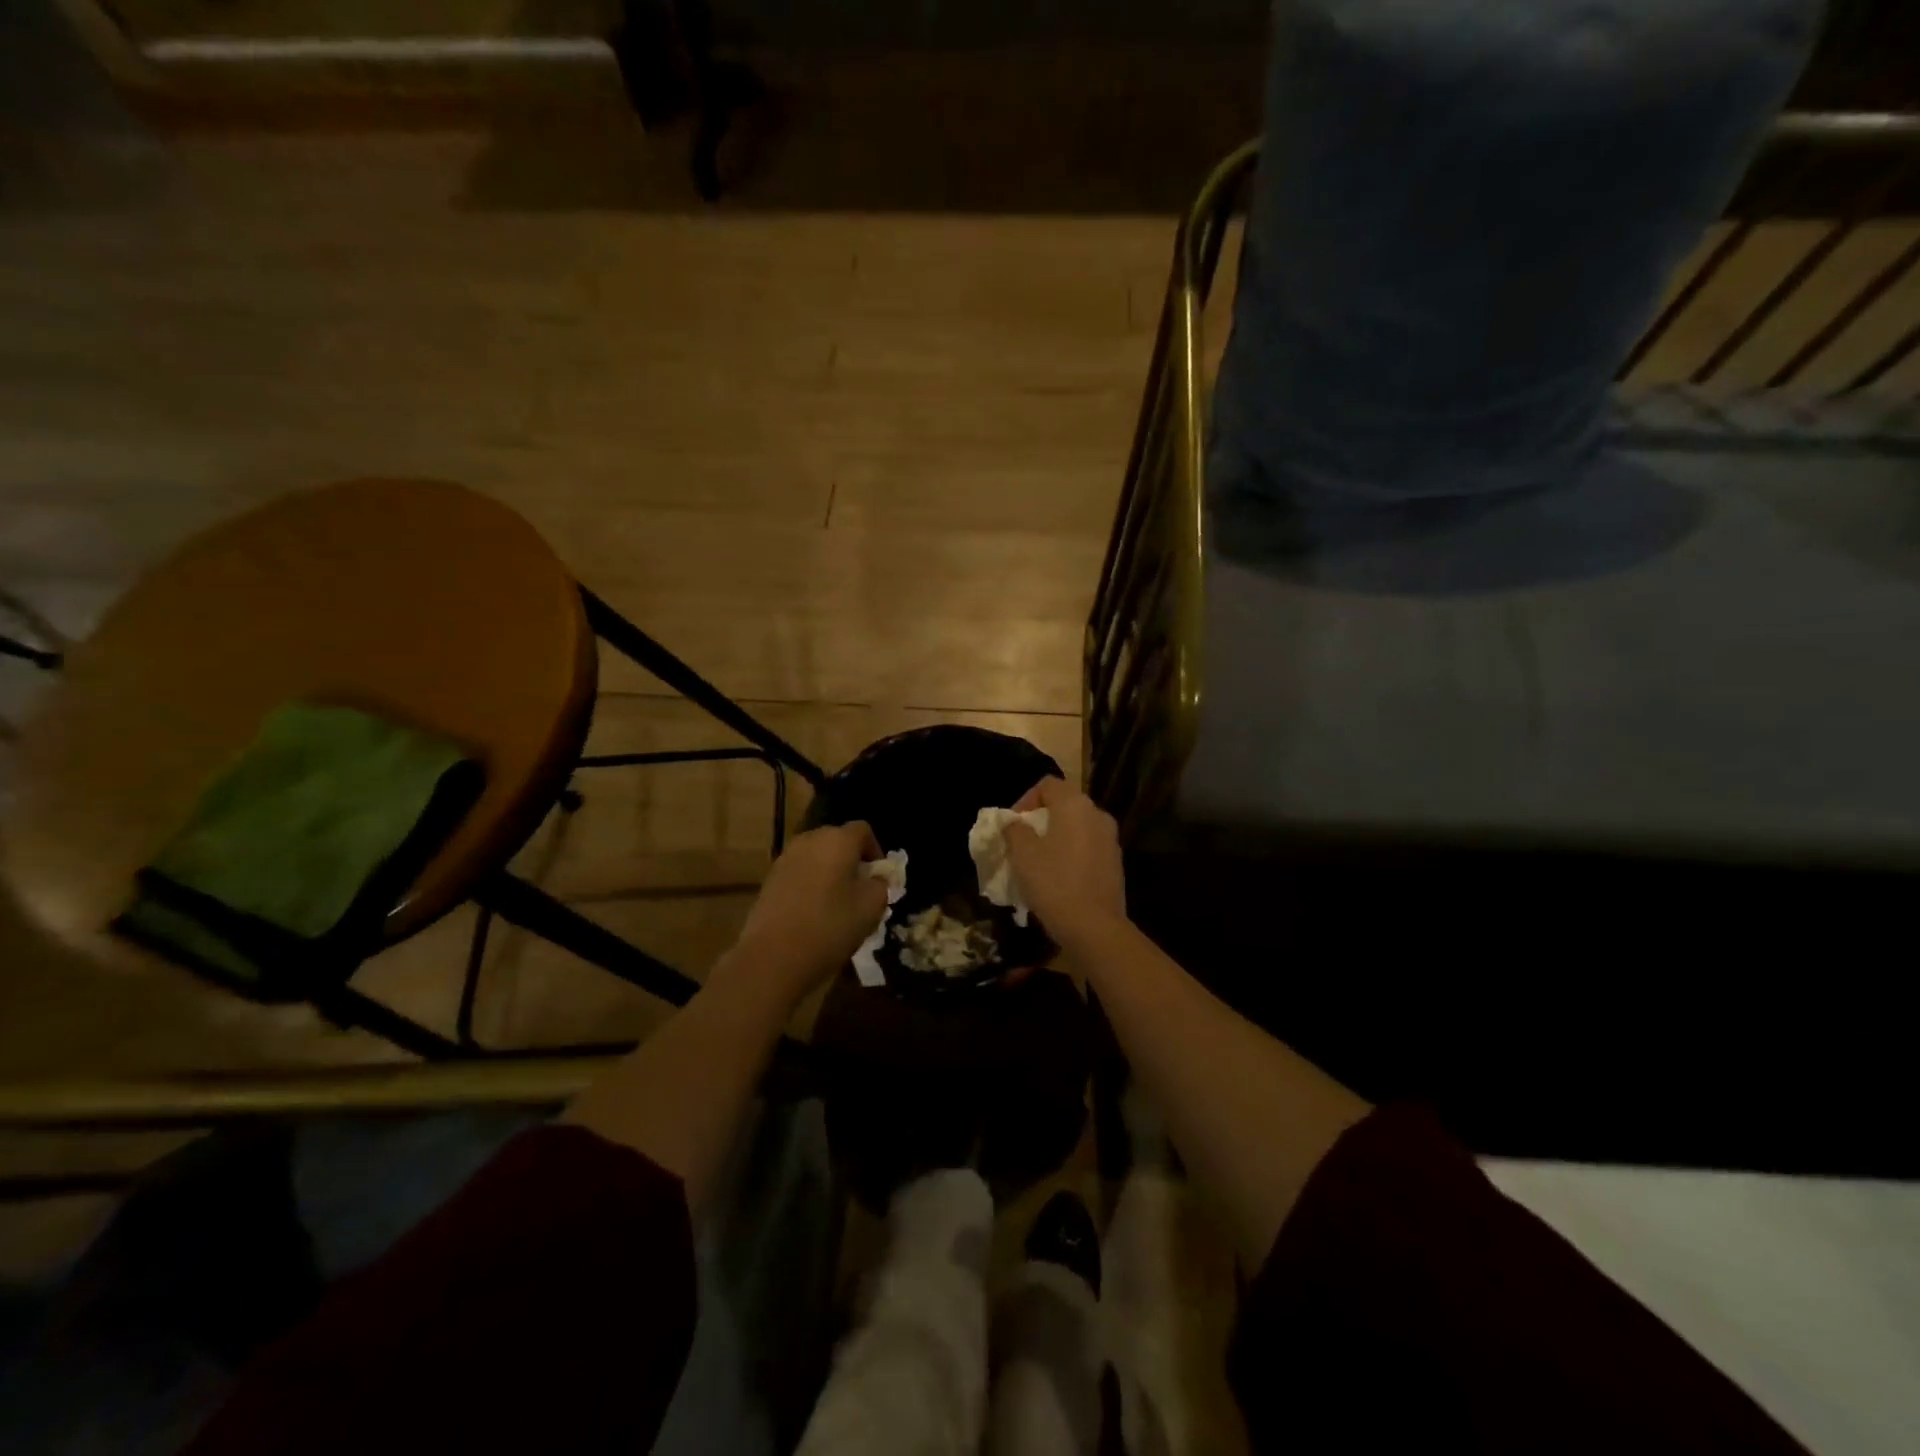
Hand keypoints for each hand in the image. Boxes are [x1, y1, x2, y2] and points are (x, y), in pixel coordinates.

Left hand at [726, 821, 889, 1003]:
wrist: (773, 957)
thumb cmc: (830, 927)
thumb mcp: (871, 908)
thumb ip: (881, 885)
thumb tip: (875, 879)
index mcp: (837, 840)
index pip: (863, 830)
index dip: (875, 850)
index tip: (879, 877)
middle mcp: (809, 840)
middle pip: (837, 841)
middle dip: (851, 861)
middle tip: (860, 890)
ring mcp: (785, 859)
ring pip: (816, 857)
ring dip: (829, 872)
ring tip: (837, 903)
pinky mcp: (769, 879)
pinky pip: (799, 873)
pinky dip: (810, 884)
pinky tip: (813, 913)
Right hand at [1006, 778, 1126, 947]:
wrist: (1094, 927)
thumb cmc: (1054, 883)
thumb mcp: (1022, 854)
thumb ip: (1014, 830)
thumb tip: (1014, 822)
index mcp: (1075, 805)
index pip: (1047, 784)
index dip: (1025, 800)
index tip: (1012, 826)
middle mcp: (1097, 815)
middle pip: (1064, 804)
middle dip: (1039, 820)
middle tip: (1021, 843)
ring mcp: (1110, 839)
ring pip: (1076, 828)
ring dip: (1055, 838)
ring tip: (1037, 862)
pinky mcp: (1115, 862)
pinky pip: (1087, 847)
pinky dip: (1071, 854)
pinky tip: (1058, 878)